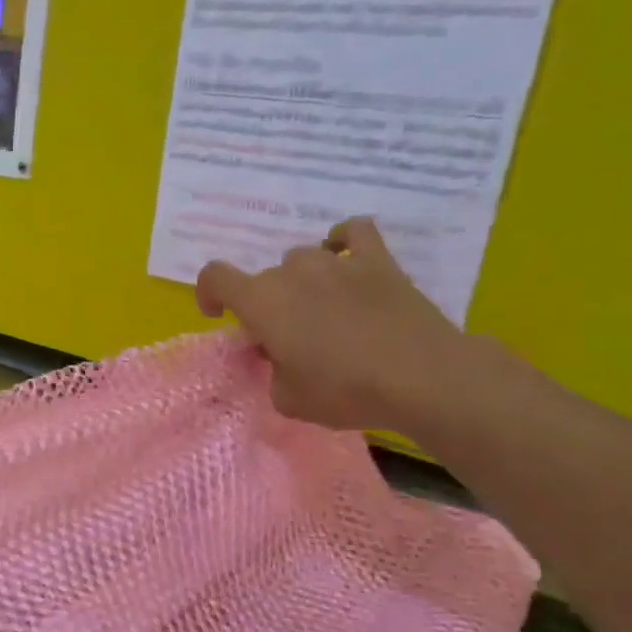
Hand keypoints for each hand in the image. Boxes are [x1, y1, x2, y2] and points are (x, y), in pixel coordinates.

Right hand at [195, 218, 476, 434]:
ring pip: (303, 259)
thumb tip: (280, 353)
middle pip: (265, 277)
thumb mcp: (288, 398)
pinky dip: (343, 241)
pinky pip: (353, 233)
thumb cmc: (345, 391)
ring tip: (322, 309)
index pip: (215, 277)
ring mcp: (336, 261)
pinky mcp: (378, 260)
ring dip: (302, 281)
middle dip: (267, 304)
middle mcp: (292, 272)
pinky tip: (346, 259)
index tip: (218, 314)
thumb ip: (272, 370)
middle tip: (288, 337)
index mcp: (261, 301)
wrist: (422, 377)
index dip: (208, 292)